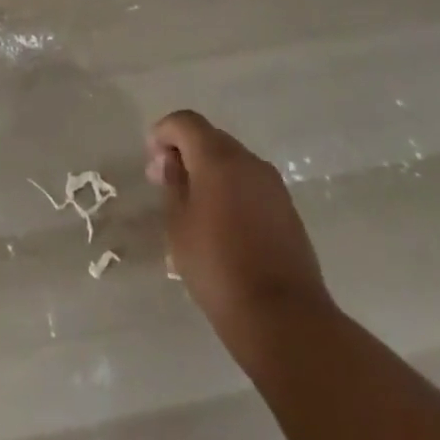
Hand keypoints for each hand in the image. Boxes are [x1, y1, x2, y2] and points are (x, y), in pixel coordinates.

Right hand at [148, 110, 335, 358]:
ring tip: (192, 205)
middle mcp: (249, 162)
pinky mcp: (288, 210)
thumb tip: (173, 161)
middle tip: (165, 182)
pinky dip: (231, 189)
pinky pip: (250, 184)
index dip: (163, 133)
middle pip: (210, 138)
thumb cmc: (218, 267)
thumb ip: (173, 184)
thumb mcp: (178, 224)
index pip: (185, 121)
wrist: (284, 317)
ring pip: (233, 161)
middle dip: (184, 151)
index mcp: (218, 158)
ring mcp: (273, 186)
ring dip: (209, 171)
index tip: (151, 162)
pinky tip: (221, 222)